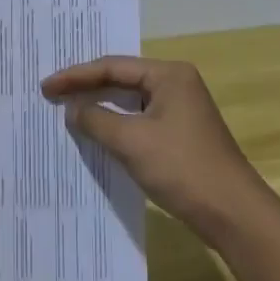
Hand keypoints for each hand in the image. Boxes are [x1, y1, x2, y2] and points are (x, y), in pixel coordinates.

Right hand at [40, 56, 268, 241]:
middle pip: (122, 79)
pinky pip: (140, 121)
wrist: (233, 213)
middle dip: (87, 88)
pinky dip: (117, 125)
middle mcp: (176, 84)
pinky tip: (98, 135)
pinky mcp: (181, 135)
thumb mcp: (132, 142)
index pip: (113, 67)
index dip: (76, 77)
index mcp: (169, 74)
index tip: (46, 87)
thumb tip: (72, 109)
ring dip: (101, 108)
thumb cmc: (182, 168)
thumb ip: (97, 120)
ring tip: (68, 111)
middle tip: (53, 95)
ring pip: (131, 102)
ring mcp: (181, 110)